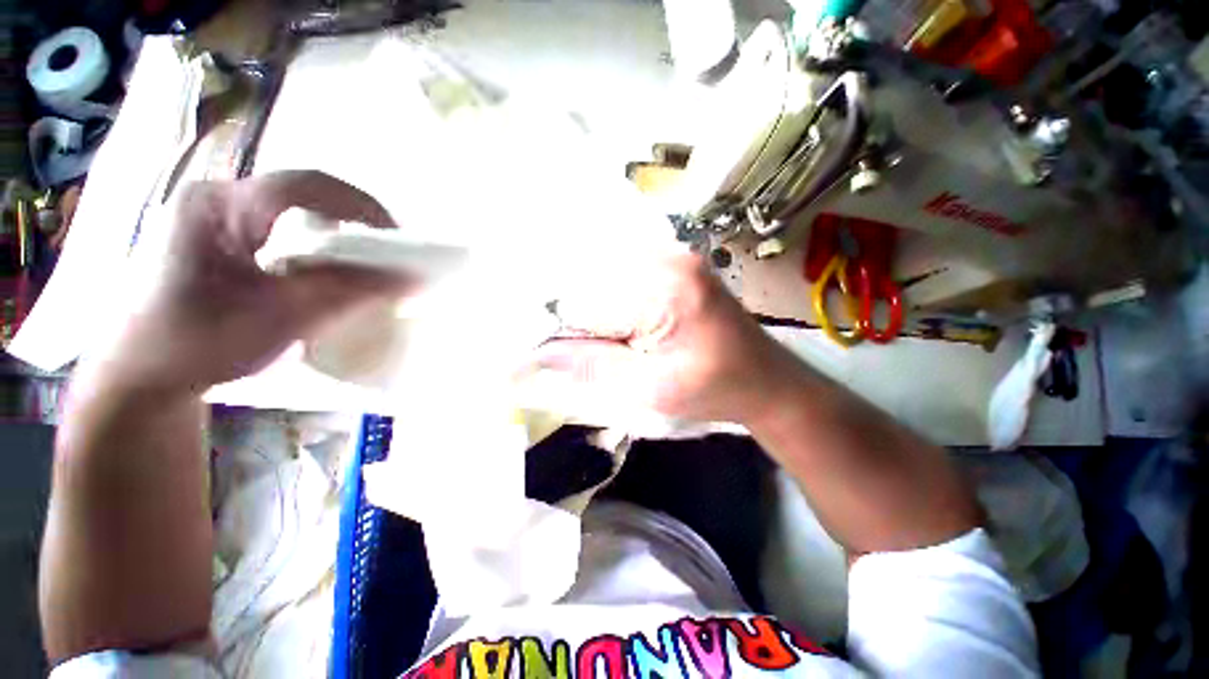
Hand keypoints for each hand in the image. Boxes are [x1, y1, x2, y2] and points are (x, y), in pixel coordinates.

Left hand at [88, 171, 409, 394]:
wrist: (139, 377)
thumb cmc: (198, 344)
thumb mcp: (279, 318)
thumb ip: (347, 292)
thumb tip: (410, 279)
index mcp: (218, 207)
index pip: (306, 186)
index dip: (361, 206)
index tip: (399, 240)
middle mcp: (214, 198)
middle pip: (301, 195)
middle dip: (352, 221)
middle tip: (383, 255)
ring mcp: (211, 216)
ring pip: (291, 212)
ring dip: (332, 235)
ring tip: (357, 266)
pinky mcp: (214, 237)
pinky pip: (277, 228)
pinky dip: (310, 246)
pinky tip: (318, 273)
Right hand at [527, 253, 805, 424]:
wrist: (769, 381)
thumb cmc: (717, 391)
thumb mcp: (651, 390)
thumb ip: (591, 368)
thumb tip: (532, 359)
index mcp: (665, 288)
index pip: (583, 301)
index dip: (550, 329)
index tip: (528, 357)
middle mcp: (667, 256)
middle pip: (588, 279)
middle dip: (562, 316)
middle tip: (545, 349)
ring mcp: (672, 254)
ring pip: (600, 273)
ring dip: (579, 306)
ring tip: (568, 338)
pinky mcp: (673, 263)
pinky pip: (620, 272)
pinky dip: (599, 297)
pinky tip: (598, 322)